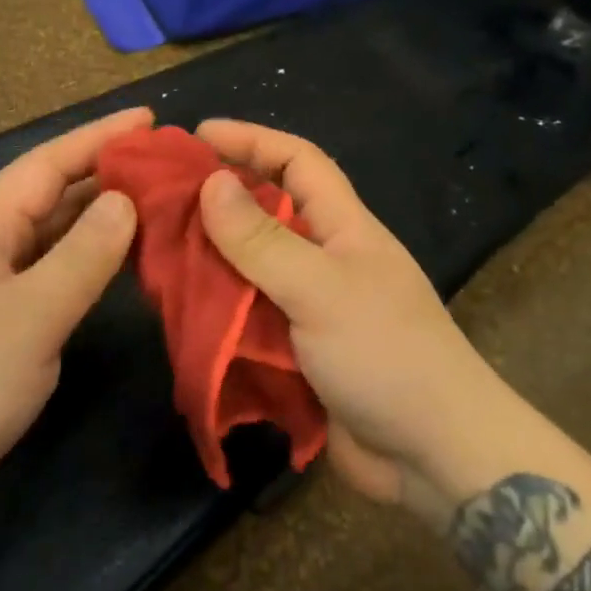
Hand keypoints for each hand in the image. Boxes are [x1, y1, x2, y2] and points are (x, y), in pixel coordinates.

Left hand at [0, 107, 149, 551]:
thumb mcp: (27, 318)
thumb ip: (82, 257)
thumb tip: (125, 200)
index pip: (47, 165)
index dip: (99, 137)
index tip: (152, 119)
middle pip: (51, 198)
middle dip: (106, 176)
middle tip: (168, 166)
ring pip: (52, 242)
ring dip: (100, 223)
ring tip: (158, 206)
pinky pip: (50, 284)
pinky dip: (87, 270)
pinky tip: (120, 271)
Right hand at [194, 119, 512, 521]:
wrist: (434, 455)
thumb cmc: (386, 354)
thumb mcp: (321, 289)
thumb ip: (263, 241)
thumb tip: (211, 182)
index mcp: (344, 226)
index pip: (297, 161)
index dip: (251, 139)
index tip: (196, 135)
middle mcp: (325, 257)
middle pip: (267, 211)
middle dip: (218, 198)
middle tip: (160, 197)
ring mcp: (311, 305)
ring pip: (251, 266)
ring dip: (210, 257)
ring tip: (156, 250)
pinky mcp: (298, 350)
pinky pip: (249, 315)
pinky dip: (217, 309)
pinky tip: (180, 308)